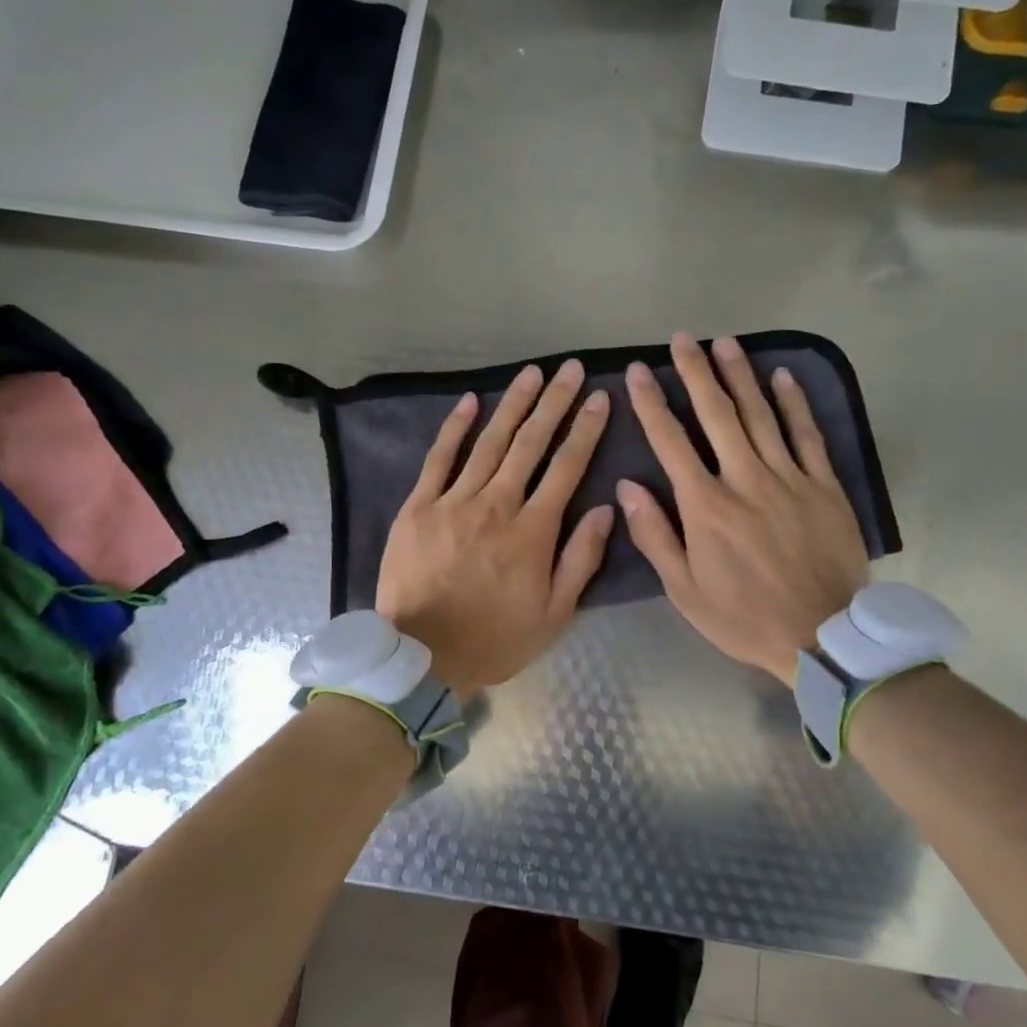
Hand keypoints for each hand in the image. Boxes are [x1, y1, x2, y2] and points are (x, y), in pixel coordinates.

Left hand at [376, 361, 614, 693]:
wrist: (423, 656)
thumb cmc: (495, 638)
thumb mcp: (555, 614)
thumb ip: (581, 558)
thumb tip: (607, 508)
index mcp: (533, 531)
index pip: (567, 467)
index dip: (586, 430)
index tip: (599, 398)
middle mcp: (497, 505)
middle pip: (531, 443)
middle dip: (555, 403)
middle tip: (571, 370)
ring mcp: (454, 501)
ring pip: (490, 442)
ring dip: (513, 404)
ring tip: (533, 373)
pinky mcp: (419, 507)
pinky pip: (440, 458)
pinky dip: (455, 428)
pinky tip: (470, 401)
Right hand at [619, 333, 869, 686]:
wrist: (823, 637)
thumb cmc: (743, 617)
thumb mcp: (684, 590)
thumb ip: (655, 535)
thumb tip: (627, 486)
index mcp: (706, 506)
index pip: (670, 442)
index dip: (651, 403)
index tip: (636, 371)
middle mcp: (745, 480)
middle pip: (717, 415)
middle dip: (695, 373)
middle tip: (681, 338)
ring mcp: (789, 479)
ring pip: (760, 415)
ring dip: (740, 376)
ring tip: (724, 343)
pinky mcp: (824, 486)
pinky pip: (807, 436)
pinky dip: (794, 404)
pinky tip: (782, 376)